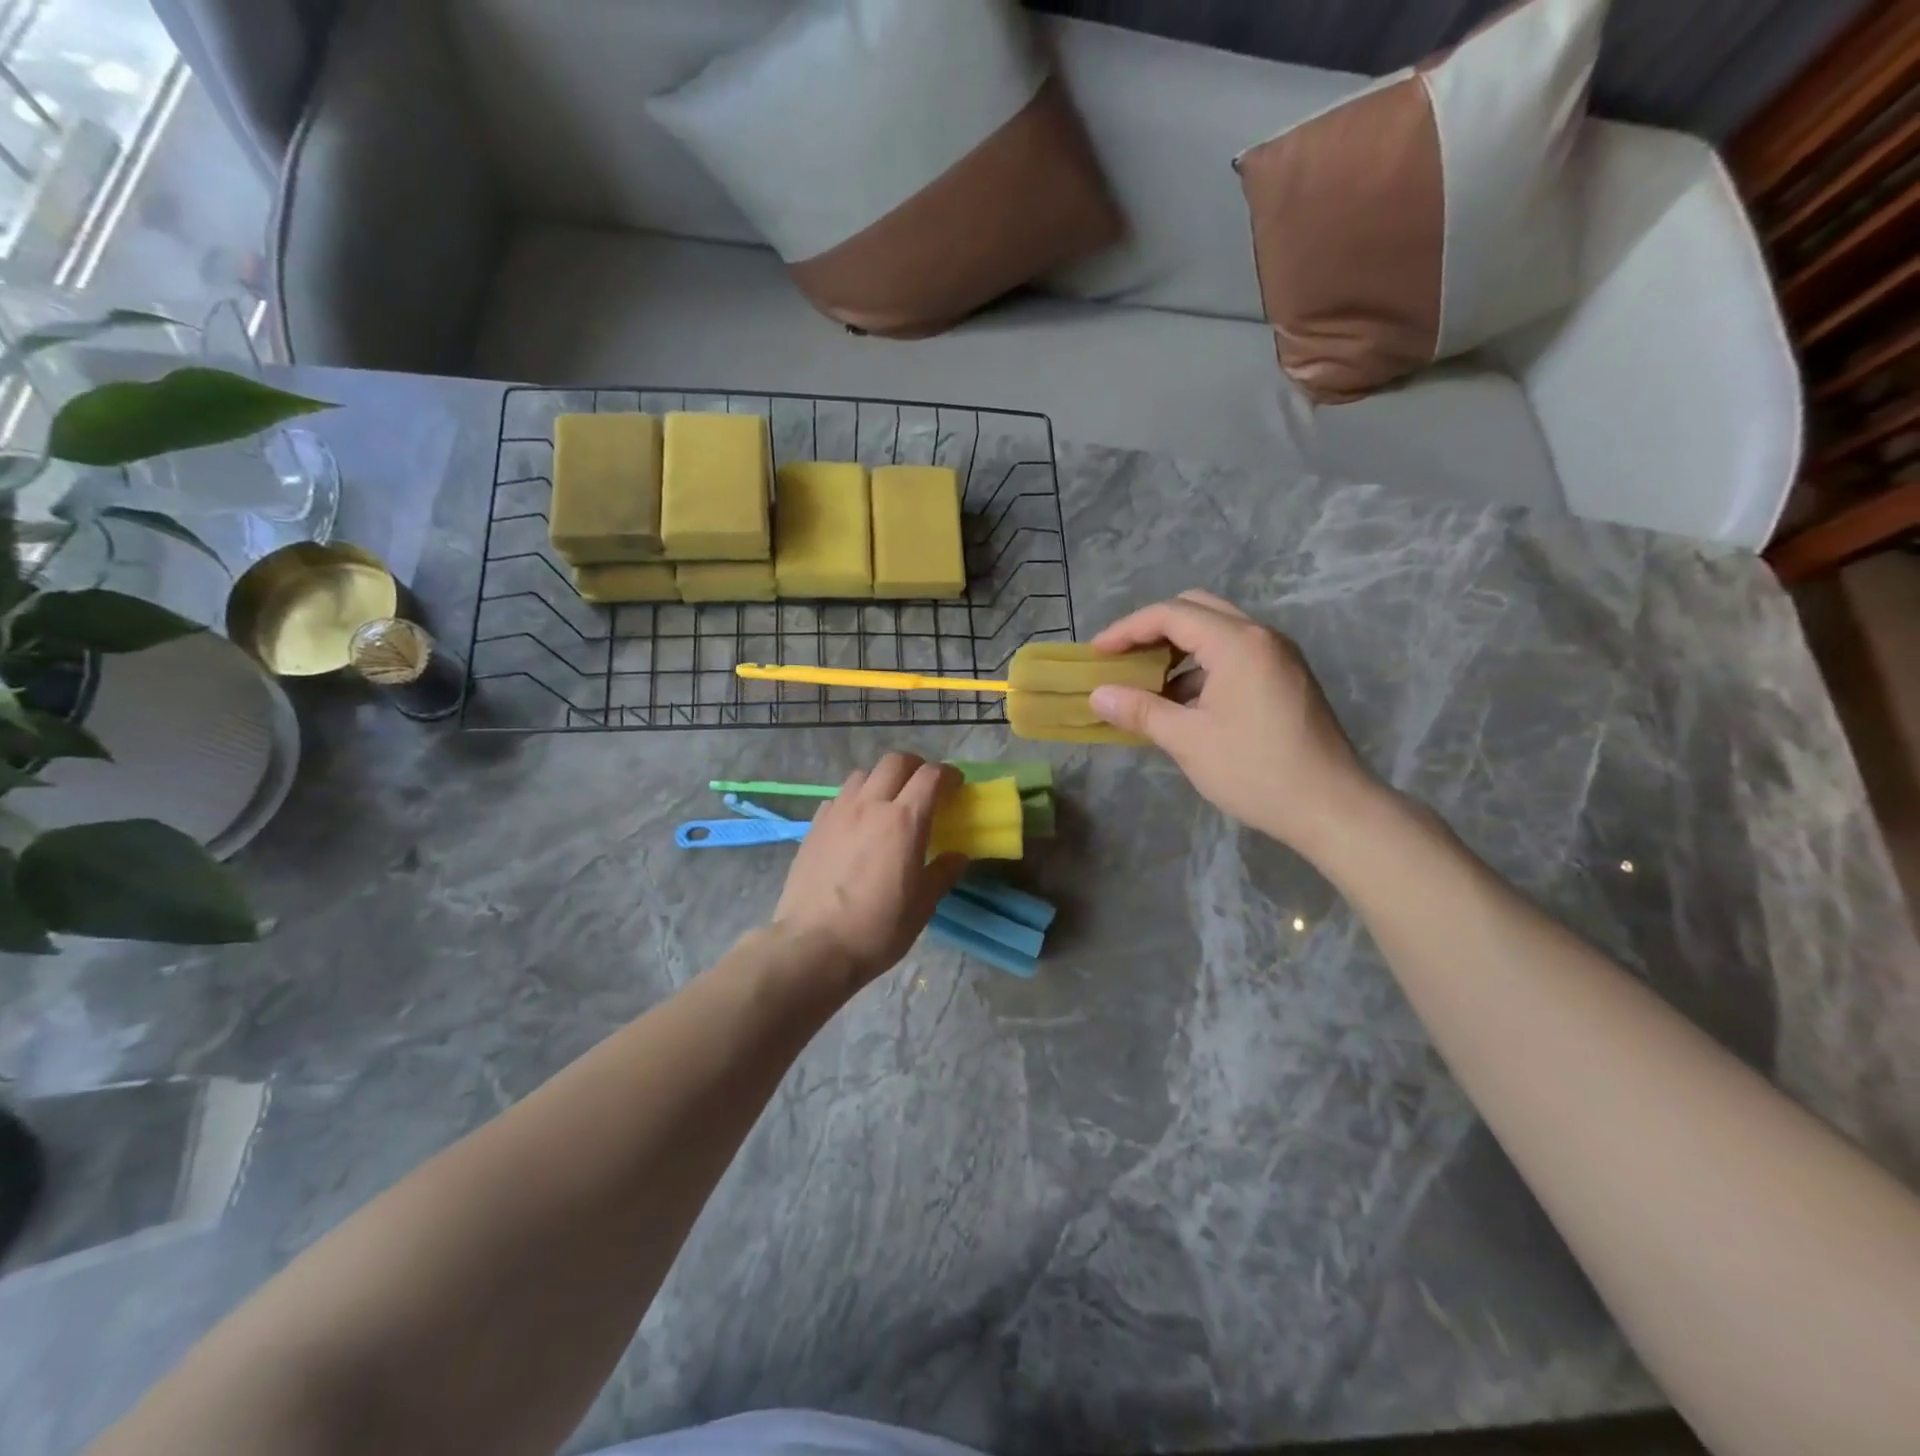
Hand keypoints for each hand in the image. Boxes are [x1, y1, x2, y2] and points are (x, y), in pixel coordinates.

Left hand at [771, 753, 968, 988]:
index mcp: (905, 821)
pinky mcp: (814, 826)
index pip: (931, 776)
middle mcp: (870, 805)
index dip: (949, 775)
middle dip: (916, 767)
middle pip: (896, 762)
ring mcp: (838, 812)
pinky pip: (838, 797)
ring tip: (887, 803)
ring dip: (882, 780)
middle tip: (924, 787)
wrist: (813, 946)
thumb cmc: (877, 929)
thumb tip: (957, 856)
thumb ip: (942, 873)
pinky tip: (856, 824)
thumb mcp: (922, 906)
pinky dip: (854, 800)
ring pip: (863, 774)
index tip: (956, 786)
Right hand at [1090, 590, 1380, 858]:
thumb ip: (1140, 710)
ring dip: (1178, 648)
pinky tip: (1182, 701)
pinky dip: (1202, 666)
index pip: (1171, 614)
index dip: (1127, 630)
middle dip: (1153, 629)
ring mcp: (1279, 656)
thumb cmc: (1255, 771)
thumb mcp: (1188, 741)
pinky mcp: (1286, 678)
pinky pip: (1235, 655)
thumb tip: (1097, 695)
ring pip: (1217, 631)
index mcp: (1238, 644)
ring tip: (1146, 682)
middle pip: (1196, 610)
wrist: (1331, 807)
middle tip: (1122, 657)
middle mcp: (1262, 637)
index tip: (1096, 654)